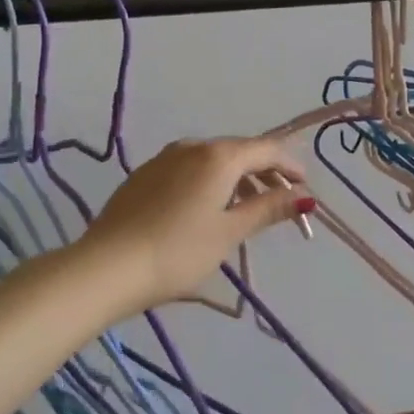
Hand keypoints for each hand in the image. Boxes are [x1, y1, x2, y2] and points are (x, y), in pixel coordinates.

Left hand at [78, 138, 311, 317]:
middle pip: (239, 151)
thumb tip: (305, 196)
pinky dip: (210, 181)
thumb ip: (268, 209)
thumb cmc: (178, 252)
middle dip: (265, 173)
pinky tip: (208, 208)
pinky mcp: (144, 175)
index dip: (291, 165)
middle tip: (282, 201)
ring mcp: (164, 158)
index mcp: (218, 156)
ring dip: (237, 178)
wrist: (106, 267)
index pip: (266, 149)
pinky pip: (189, 169)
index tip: (306, 188)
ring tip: (248, 208)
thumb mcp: (229, 232)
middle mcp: (192, 146)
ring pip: (212, 160)